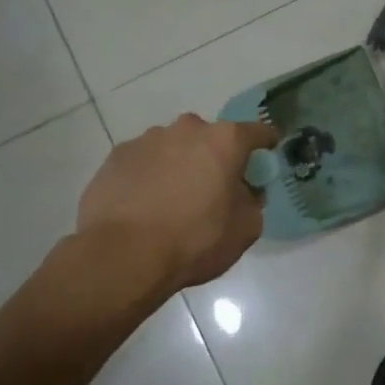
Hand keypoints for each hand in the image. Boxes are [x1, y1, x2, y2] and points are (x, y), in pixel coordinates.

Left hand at [76, 114, 278, 291]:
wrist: (123, 255)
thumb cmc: (195, 240)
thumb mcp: (245, 228)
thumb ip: (253, 201)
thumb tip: (244, 191)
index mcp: (225, 141)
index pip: (258, 132)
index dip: (266, 143)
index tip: (268, 154)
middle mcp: (187, 129)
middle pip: (211, 138)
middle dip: (215, 157)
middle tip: (214, 188)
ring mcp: (147, 140)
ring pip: (174, 148)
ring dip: (180, 165)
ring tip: (173, 201)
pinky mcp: (117, 156)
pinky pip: (144, 162)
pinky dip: (150, 176)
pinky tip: (145, 205)